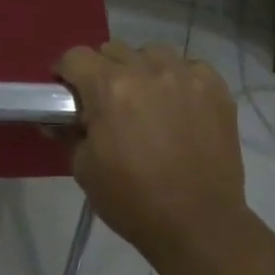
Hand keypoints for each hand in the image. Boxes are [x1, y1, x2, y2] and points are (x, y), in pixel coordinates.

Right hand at [55, 42, 247, 263]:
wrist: (199, 225)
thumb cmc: (132, 200)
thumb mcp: (84, 169)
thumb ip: (69, 133)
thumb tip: (59, 120)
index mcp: (109, 88)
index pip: (75, 56)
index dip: (66, 74)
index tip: (68, 95)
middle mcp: (147, 70)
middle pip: (113, 50)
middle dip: (102, 72)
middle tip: (105, 104)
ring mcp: (186, 76)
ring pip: (151, 52)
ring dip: (140, 70)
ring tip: (145, 101)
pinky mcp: (215, 88)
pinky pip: (188, 66)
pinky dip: (177, 79)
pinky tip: (177, 106)